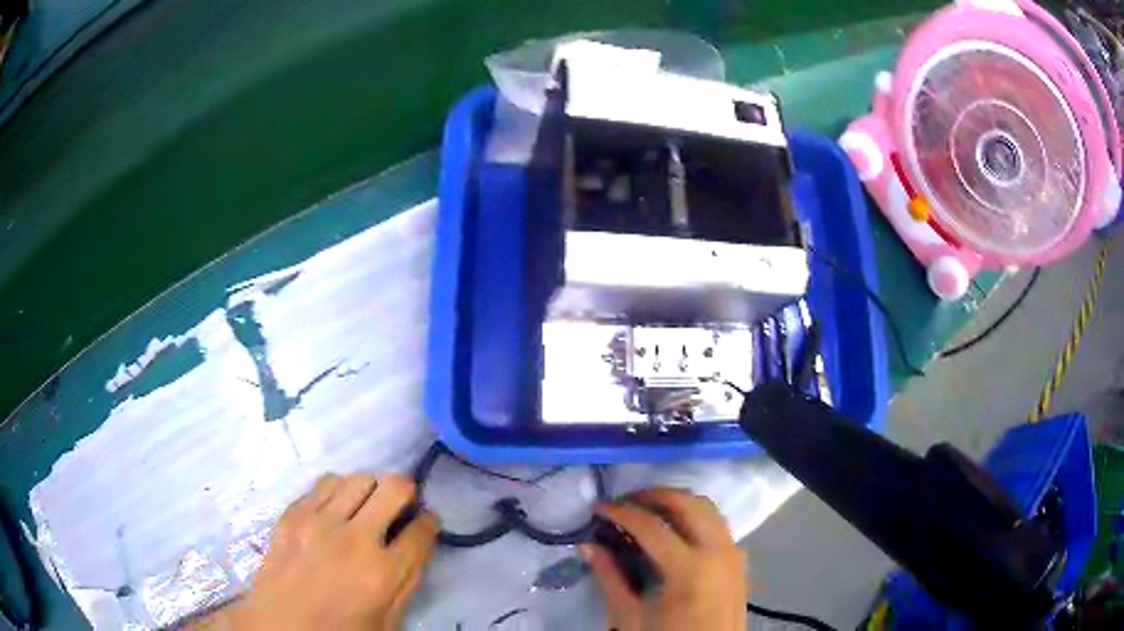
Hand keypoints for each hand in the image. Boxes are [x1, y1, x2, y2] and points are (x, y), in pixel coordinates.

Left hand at [219, 473, 437, 630]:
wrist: (280, 626)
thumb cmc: (340, 630)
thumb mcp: (388, 619)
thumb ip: (407, 580)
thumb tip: (415, 543)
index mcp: (382, 572)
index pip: (421, 529)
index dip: (429, 521)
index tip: (425, 522)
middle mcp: (353, 538)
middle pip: (394, 487)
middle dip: (406, 492)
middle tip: (399, 506)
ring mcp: (318, 522)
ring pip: (358, 477)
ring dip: (369, 489)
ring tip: (363, 507)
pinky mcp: (291, 514)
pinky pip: (323, 483)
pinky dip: (336, 492)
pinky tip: (333, 510)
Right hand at [585, 488, 745, 630]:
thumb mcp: (631, 618)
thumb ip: (611, 579)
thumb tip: (588, 545)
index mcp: (689, 570)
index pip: (652, 526)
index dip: (621, 512)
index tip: (599, 507)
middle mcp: (718, 552)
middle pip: (687, 503)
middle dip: (653, 495)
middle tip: (625, 502)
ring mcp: (734, 553)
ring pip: (708, 507)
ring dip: (677, 501)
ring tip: (647, 510)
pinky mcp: (740, 560)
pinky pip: (718, 523)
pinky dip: (695, 515)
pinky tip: (674, 530)